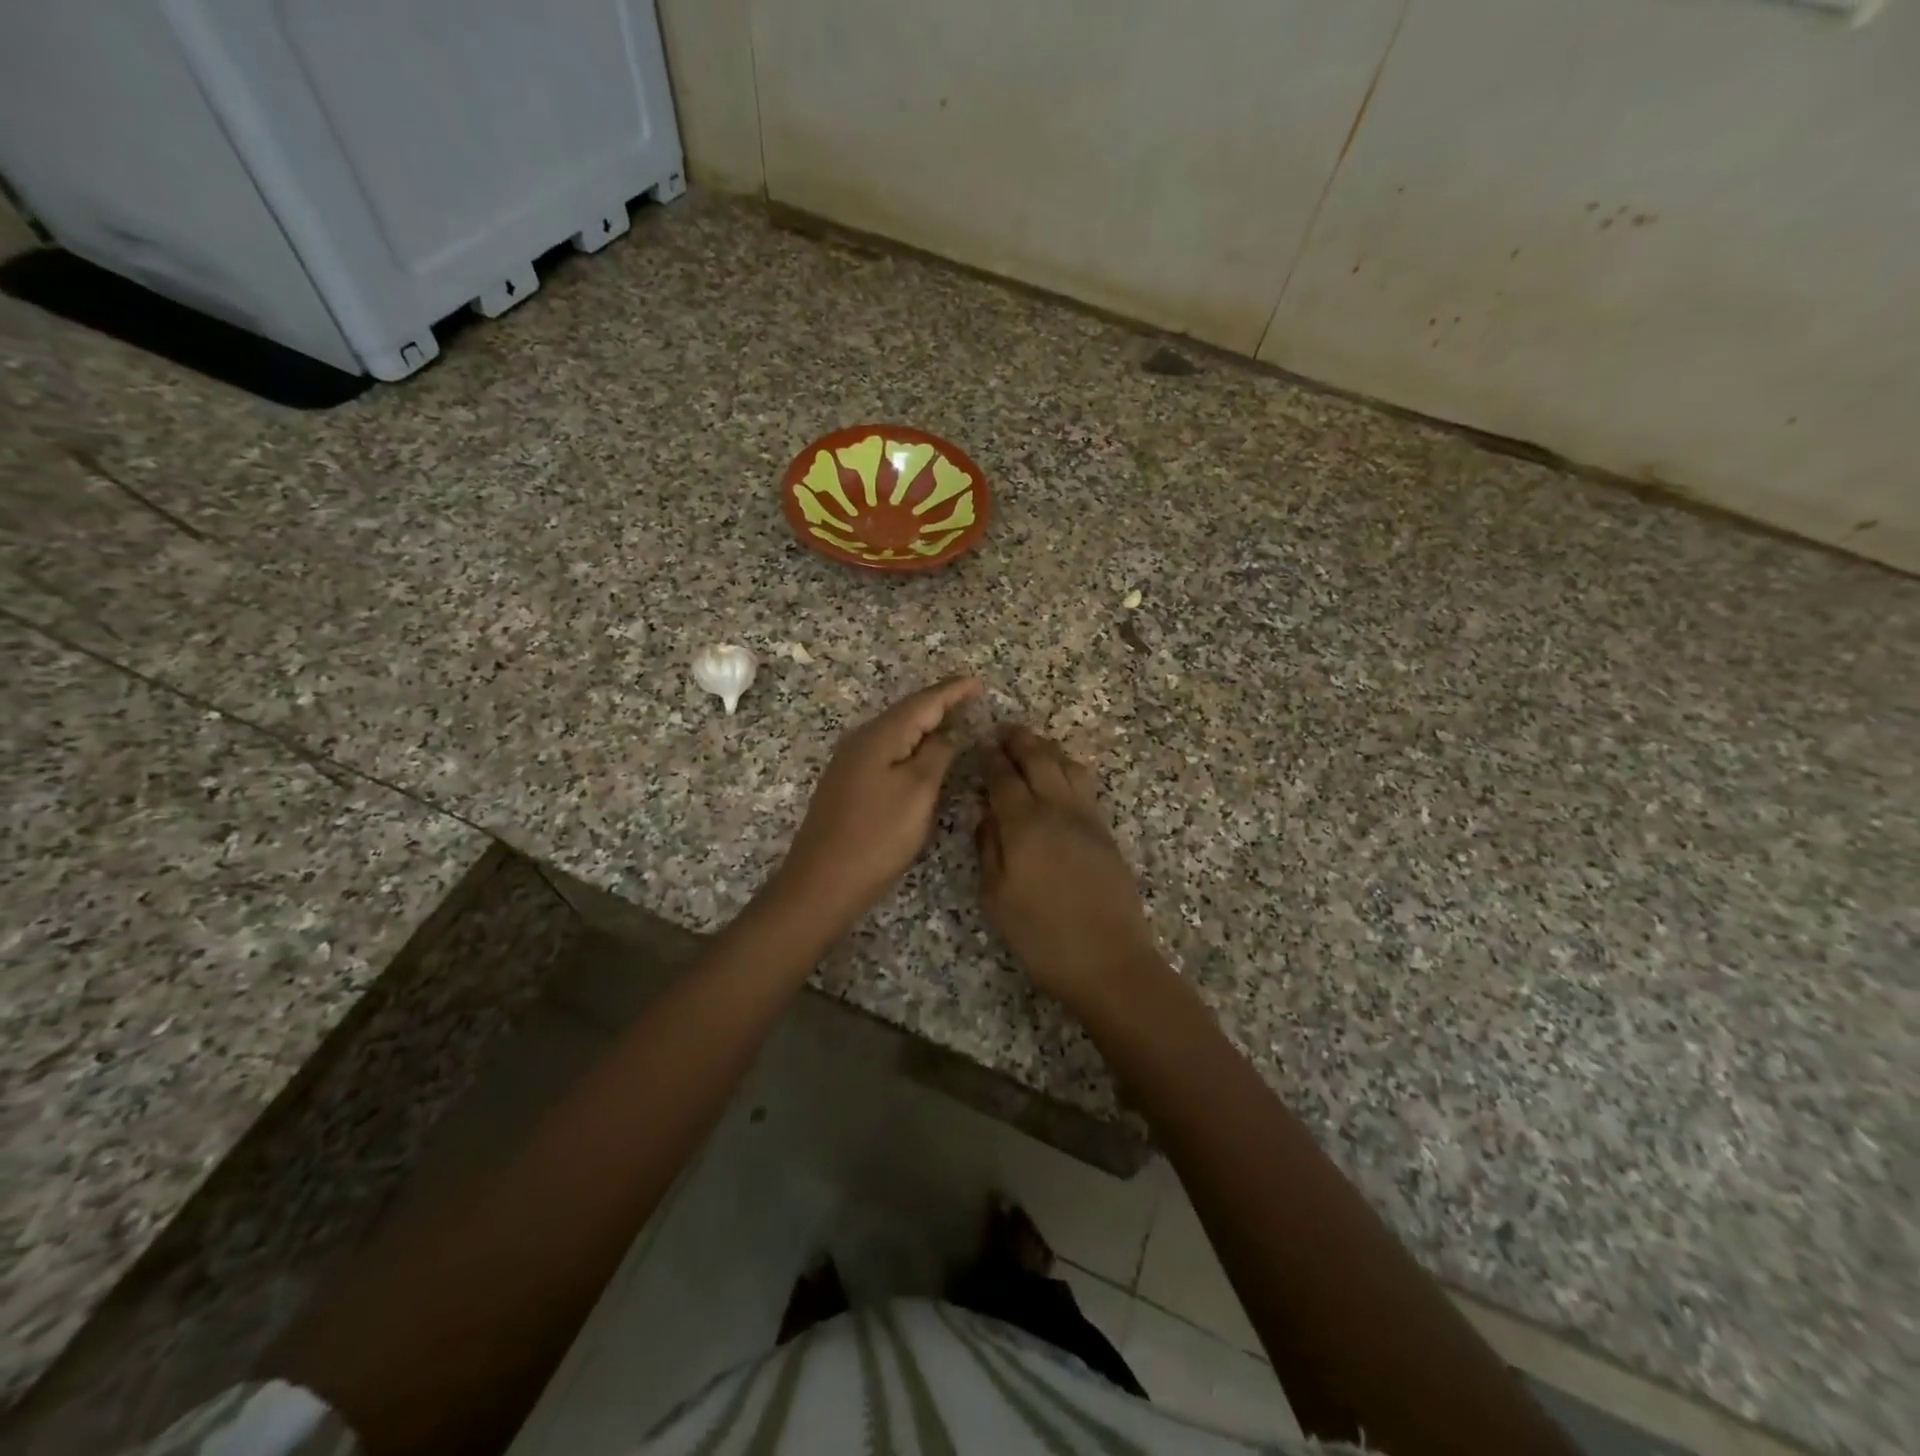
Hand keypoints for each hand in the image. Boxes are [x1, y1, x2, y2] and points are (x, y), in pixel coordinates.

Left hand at [774, 677, 982, 930]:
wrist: (822, 882)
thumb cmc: (877, 836)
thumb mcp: (917, 792)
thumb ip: (937, 755)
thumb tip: (947, 732)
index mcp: (880, 736)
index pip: (922, 702)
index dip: (952, 691)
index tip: (978, 682)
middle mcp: (861, 740)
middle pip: (906, 712)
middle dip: (939, 703)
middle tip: (971, 698)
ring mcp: (850, 763)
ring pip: (895, 732)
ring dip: (925, 724)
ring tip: (954, 720)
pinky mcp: (848, 784)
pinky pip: (887, 751)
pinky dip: (910, 745)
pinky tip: (921, 754)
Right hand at [978, 725, 1164, 1009]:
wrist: (1109, 960)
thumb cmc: (1042, 935)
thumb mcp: (996, 897)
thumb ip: (988, 848)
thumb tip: (985, 814)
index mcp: (1025, 823)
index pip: (1003, 777)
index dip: (990, 758)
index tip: (980, 744)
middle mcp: (1057, 809)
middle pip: (1039, 759)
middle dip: (1019, 740)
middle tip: (1004, 730)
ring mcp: (1087, 817)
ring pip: (1067, 765)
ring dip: (1047, 749)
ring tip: (1032, 746)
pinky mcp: (1105, 831)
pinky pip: (1085, 784)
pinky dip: (1068, 768)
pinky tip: (1060, 775)